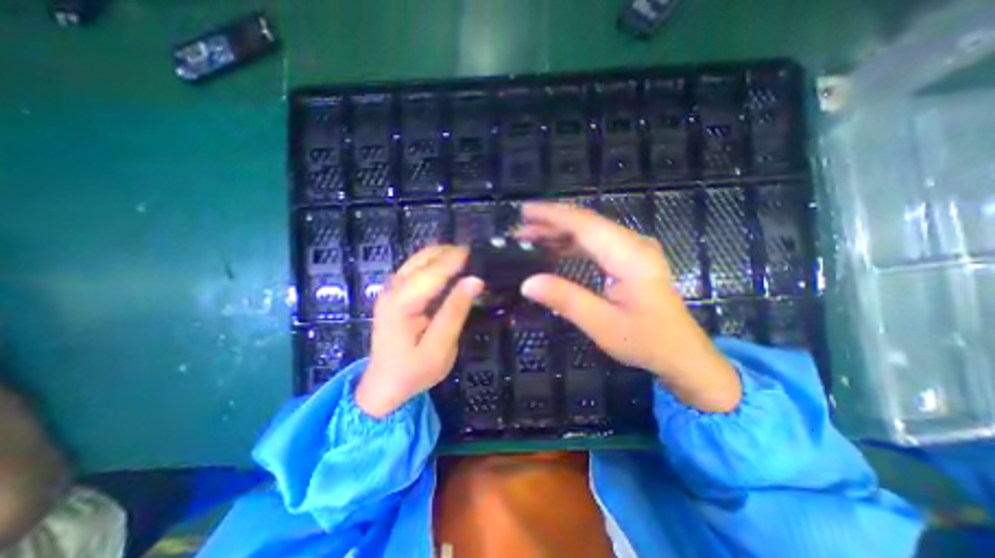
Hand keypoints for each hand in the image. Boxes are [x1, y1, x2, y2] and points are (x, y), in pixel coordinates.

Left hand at [356, 244, 484, 416]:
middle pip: (423, 259)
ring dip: (443, 255)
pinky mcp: (394, 292)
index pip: (432, 272)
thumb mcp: (440, 348)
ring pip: (419, 259)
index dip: (456, 259)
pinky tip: (451, 270)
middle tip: (477, 257)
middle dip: (450, 253)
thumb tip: (475, 280)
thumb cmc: (413, 371)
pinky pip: (416, 268)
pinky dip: (435, 263)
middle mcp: (393, 289)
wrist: (383, 385)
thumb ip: (455, 312)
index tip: (479, 252)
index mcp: (402, 303)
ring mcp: (391, 289)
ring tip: (468, 260)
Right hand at [521, 203, 737, 411]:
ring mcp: (633, 250)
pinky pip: (596, 244)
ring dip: (559, 233)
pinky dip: (572, 244)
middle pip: (586, 223)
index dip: (552, 215)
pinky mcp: (630, 259)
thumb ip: (565, 300)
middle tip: (519, 230)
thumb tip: (527, 283)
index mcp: (629, 256)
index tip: (524, 211)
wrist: (682, 354)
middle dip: (550, 223)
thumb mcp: (602, 325)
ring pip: (590, 231)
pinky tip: (554, 250)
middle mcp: (633, 244)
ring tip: (530, 238)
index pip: (584, 224)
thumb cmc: (646, 341)